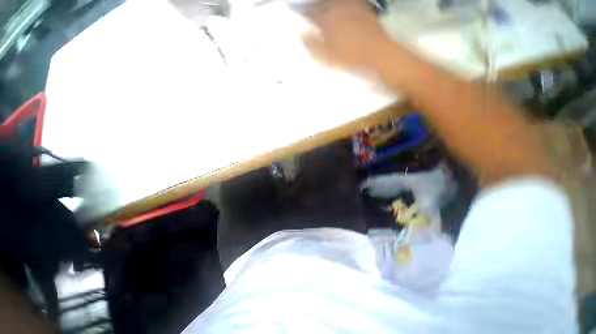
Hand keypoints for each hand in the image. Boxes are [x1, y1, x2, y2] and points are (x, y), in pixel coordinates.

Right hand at [301, 0, 392, 70]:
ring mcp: (352, 6)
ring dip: (327, 5)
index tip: (298, 15)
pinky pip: (350, 2)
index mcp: (328, 20)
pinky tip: (342, 7)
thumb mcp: (328, 56)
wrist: (377, 53)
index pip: (311, 13)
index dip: (303, 14)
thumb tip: (301, 34)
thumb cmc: (350, 57)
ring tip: (324, 9)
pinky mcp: (363, 8)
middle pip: (322, 4)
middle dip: (314, 8)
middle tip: (310, 12)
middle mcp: (339, 8)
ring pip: (335, 2)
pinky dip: (343, 4)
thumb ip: (313, 45)